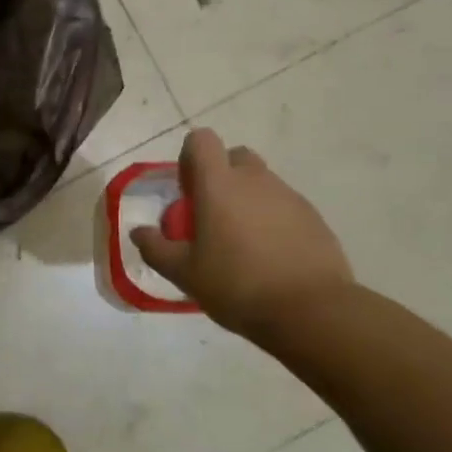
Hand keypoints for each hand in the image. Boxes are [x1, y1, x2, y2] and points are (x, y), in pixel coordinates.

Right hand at [131, 128, 353, 335]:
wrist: (312, 311)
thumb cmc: (238, 285)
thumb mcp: (185, 273)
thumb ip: (156, 249)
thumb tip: (138, 232)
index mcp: (219, 184)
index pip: (201, 140)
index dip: (190, 158)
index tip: (188, 192)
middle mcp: (255, 179)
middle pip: (234, 157)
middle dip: (221, 176)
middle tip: (213, 215)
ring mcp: (288, 195)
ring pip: (261, 182)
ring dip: (247, 200)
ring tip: (243, 243)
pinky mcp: (313, 216)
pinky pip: (284, 205)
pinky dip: (273, 220)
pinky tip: (271, 256)